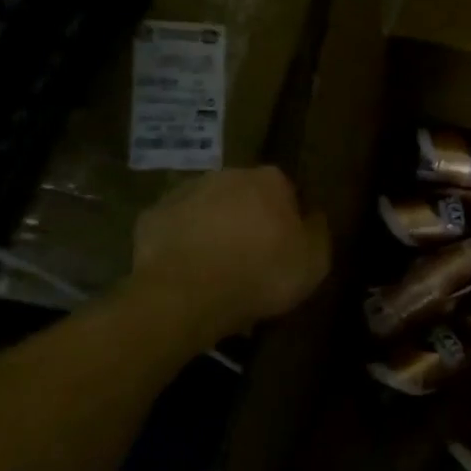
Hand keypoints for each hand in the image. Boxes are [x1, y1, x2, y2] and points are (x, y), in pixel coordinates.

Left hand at [126, 167, 329, 337]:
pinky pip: (175, 229)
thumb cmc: (261, 274)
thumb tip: (313, 217)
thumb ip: (318, 232)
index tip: (287, 247)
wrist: (186, 294)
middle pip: (245, 195)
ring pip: (208, 208)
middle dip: (249, 219)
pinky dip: (182, 244)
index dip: (288, 220)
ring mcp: (185, 192)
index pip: (287, 192)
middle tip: (252, 257)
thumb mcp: (314, 262)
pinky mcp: (152, 217)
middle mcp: (228, 175)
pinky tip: (186, 272)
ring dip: (214, 228)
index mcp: (270, 180)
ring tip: (217, 268)